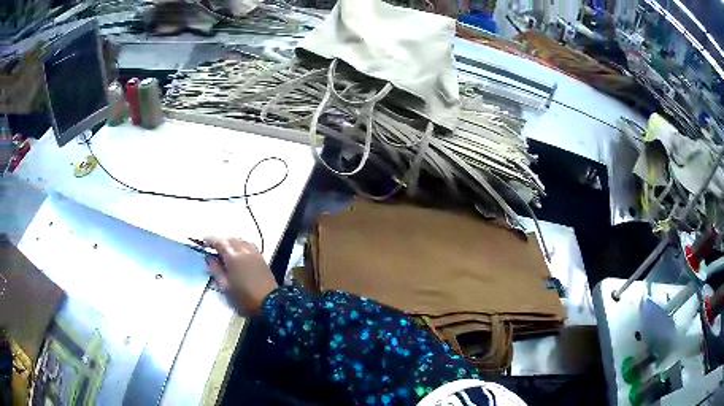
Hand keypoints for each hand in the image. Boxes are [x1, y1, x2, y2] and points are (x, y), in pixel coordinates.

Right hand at [204, 237, 278, 315]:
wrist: (270, 303)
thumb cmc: (245, 298)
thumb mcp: (226, 287)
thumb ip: (216, 271)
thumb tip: (210, 258)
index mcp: (233, 258)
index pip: (219, 242)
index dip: (210, 240)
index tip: (204, 240)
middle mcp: (244, 251)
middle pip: (231, 239)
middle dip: (221, 241)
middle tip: (213, 246)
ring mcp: (255, 254)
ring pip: (241, 241)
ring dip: (231, 242)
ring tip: (225, 249)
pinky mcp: (262, 259)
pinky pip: (249, 245)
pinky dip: (241, 245)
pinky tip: (239, 252)